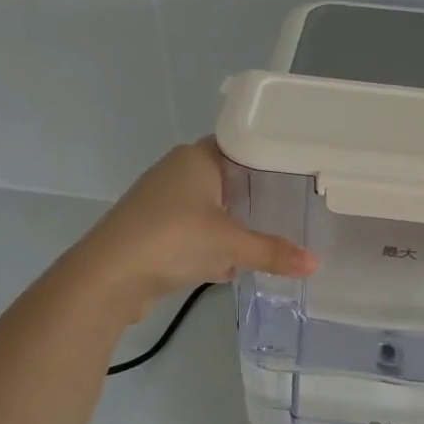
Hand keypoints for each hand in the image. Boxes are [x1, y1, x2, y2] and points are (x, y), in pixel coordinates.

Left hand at [71, 141, 316, 317]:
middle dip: (255, 198)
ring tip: (270, 237)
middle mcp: (177, 172)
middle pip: (227, 180)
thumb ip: (274, 252)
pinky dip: (212, 246)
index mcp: (195, 158)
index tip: (299, 174)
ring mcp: (162, 203)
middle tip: (293, 208)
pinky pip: (194, 233)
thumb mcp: (232, 245)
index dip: (268, 159)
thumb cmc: (173, 239)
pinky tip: (232, 266)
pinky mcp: (153, 232)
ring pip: (210, 209)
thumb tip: (316, 264)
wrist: (108, 277)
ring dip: (232, 226)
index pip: (240, 146)